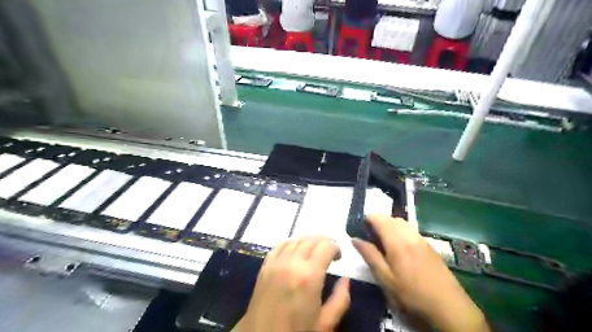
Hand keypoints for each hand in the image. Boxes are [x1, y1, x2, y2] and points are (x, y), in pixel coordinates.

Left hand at [234, 234, 346, 331]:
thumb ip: (341, 299)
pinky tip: (296, 251)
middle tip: (330, 252)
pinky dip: (292, 242)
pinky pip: (280, 245)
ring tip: (315, 250)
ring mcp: (276, 262)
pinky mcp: (265, 266)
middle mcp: (293, 263)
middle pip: (312, 239)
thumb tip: (345, 279)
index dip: (336, 247)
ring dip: (309, 241)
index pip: (326, 246)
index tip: (339, 257)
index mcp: (309, 276)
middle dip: (324, 241)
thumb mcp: (326, 324)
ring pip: (296, 239)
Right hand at [351, 214, 489, 331]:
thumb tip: (354, 238)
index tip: (360, 229)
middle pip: (391, 218)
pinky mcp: (429, 245)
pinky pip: (411, 230)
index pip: (378, 218)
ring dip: (390, 226)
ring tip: (384, 243)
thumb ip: (370, 255)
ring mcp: (421, 239)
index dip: (367, 219)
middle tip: (371, 238)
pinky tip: (400, 249)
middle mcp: (409, 234)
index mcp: (396, 240)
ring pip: (402, 223)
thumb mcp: (385, 278)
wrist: (449, 306)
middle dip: (378, 222)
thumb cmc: (412, 293)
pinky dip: (401, 231)